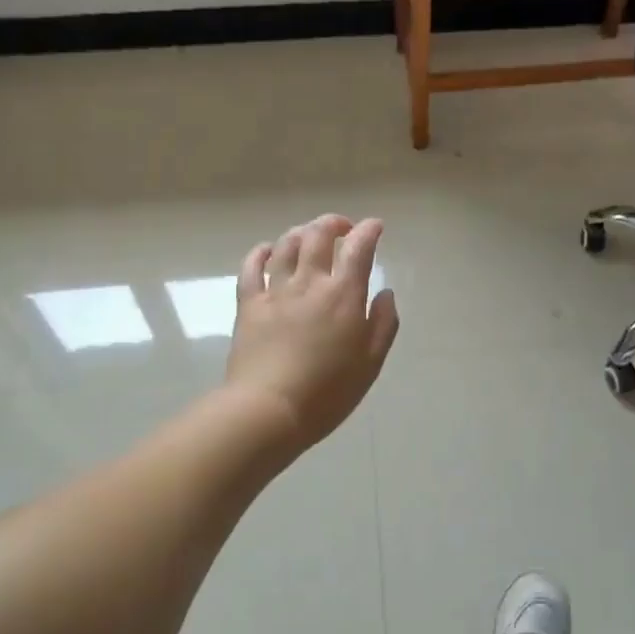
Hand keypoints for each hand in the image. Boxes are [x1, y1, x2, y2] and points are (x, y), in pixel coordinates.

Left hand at [226, 214, 400, 449]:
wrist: (268, 409)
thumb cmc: (327, 392)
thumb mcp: (371, 363)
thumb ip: (383, 324)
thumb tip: (385, 293)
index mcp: (343, 295)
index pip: (359, 248)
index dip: (368, 230)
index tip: (375, 226)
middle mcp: (310, 282)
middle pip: (318, 235)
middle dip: (333, 223)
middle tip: (342, 228)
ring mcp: (276, 291)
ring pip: (286, 245)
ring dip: (301, 232)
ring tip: (309, 236)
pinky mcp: (249, 304)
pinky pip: (251, 267)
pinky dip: (261, 252)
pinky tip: (267, 250)